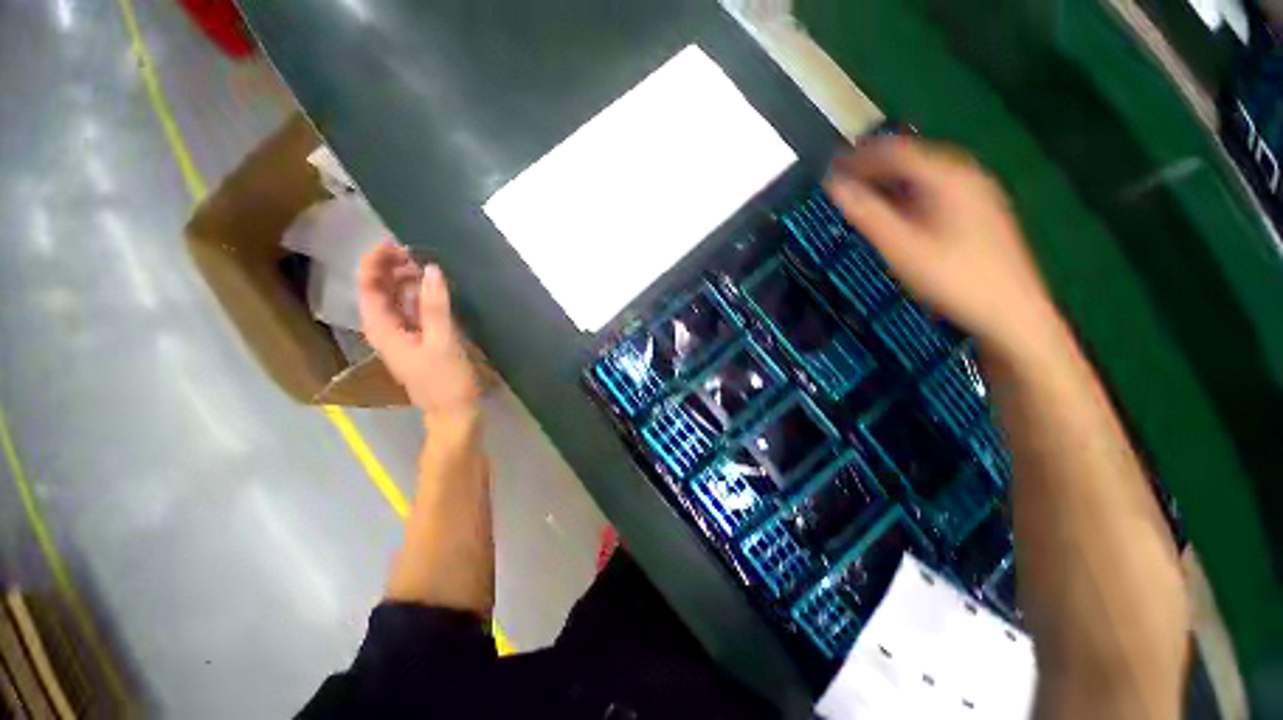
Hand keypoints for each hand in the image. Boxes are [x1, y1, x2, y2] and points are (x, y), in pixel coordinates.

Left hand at [358, 242, 480, 420]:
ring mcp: (401, 336)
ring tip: (426, 267)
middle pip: (378, 291)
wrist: (453, 412)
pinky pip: (410, 312)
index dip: (375, 262)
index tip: (395, 243)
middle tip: (416, 252)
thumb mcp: (443, 341)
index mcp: (383, 329)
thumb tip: (431, 269)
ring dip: (406, 281)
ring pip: (394, 301)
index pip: (368, 287)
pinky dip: (418, 297)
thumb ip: (436, 305)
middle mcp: (386, 330)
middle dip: (391, 268)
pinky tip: (433, 291)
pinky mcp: (417, 342)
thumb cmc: (447, 380)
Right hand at [825, 137, 1060, 358]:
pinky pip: (936, 192)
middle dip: (875, 166)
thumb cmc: (954, 280)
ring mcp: (977, 194)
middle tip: (843, 179)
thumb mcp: (903, 248)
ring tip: (862, 192)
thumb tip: (834, 186)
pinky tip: (898, 210)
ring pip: (925, 176)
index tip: (831, 166)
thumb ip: (868, 215)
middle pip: (913, 159)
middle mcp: (967, 177)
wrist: (1012, 314)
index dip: (861, 157)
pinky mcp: (979, 213)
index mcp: (949, 178)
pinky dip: (908, 194)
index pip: (898, 152)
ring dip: (891, 180)